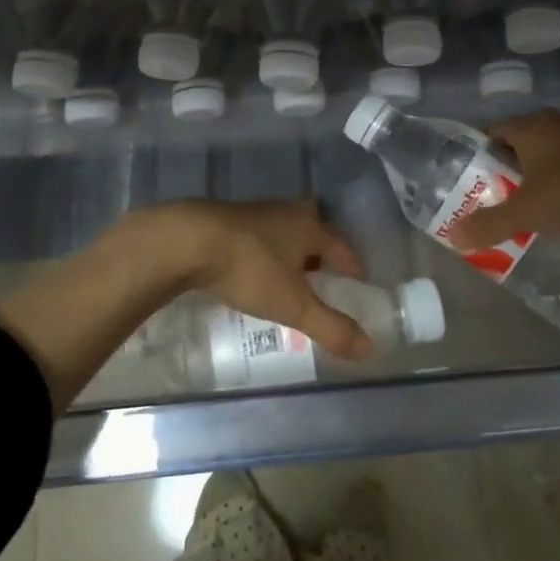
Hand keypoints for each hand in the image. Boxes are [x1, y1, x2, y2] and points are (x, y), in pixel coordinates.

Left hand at [151, 200, 372, 359]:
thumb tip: (369, 347)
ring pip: (280, 226)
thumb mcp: (293, 305)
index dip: (350, 261)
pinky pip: (254, 233)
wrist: (190, 241)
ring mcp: (252, 213)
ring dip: (288, 245)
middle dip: (319, 243)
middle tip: (322, 268)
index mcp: (307, 227)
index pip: (338, 243)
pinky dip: (261, 248)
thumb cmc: (251, 269)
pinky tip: (252, 267)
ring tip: (288, 271)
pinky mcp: (224, 220)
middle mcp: (284, 213)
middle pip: (310, 222)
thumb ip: (330, 326)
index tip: (359, 277)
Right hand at [451, 110, 559, 251]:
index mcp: (529, 127)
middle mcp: (554, 123)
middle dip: (506, 168)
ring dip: (536, 175)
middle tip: (494, 196)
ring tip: (527, 205)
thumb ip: (490, 224)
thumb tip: (452, 236)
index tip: (469, 179)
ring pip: (548, 153)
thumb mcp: (526, 212)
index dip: (477, 154)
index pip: (491, 131)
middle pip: (519, 142)